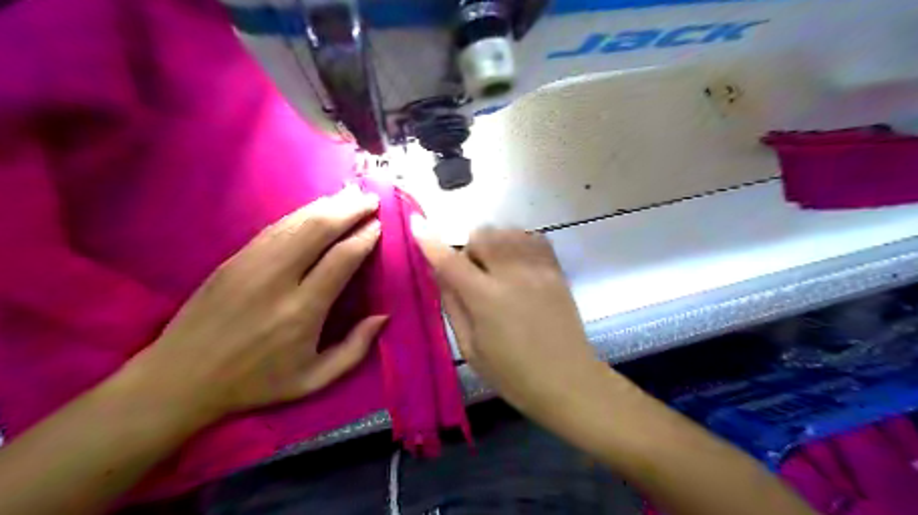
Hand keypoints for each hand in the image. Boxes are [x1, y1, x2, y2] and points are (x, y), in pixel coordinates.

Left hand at [123, 188, 385, 424]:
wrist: (179, 379)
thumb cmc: (254, 383)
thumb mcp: (313, 380)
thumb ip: (354, 349)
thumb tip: (382, 317)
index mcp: (302, 311)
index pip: (341, 259)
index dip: (364, 237)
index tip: (379, 225)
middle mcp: (277, 279)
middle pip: (319, 230)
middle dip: (349, 210)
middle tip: (371, 199)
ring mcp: (251, 265)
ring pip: (296, 223)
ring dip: (327, 206)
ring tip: (350, 196)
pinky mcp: (233, 260)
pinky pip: (274, 228)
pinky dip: (300, 214)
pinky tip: (316, 208)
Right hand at [413, 226, 607, 421]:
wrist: (568, 381)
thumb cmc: (512, 375)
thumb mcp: (470, 349)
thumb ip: (453, 306)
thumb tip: (440, 274)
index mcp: (486, 299)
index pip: (450, 260)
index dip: (430, 240)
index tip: (417, 222)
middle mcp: (512, 275)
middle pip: (482, 234)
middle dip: (469, 248)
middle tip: (472, 273)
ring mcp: (538, 270)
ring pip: (508, 231)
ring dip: (493, 242)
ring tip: (496, 266)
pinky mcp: (557, 271)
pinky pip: (534, 238)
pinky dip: (519, 241)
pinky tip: (517, 261)